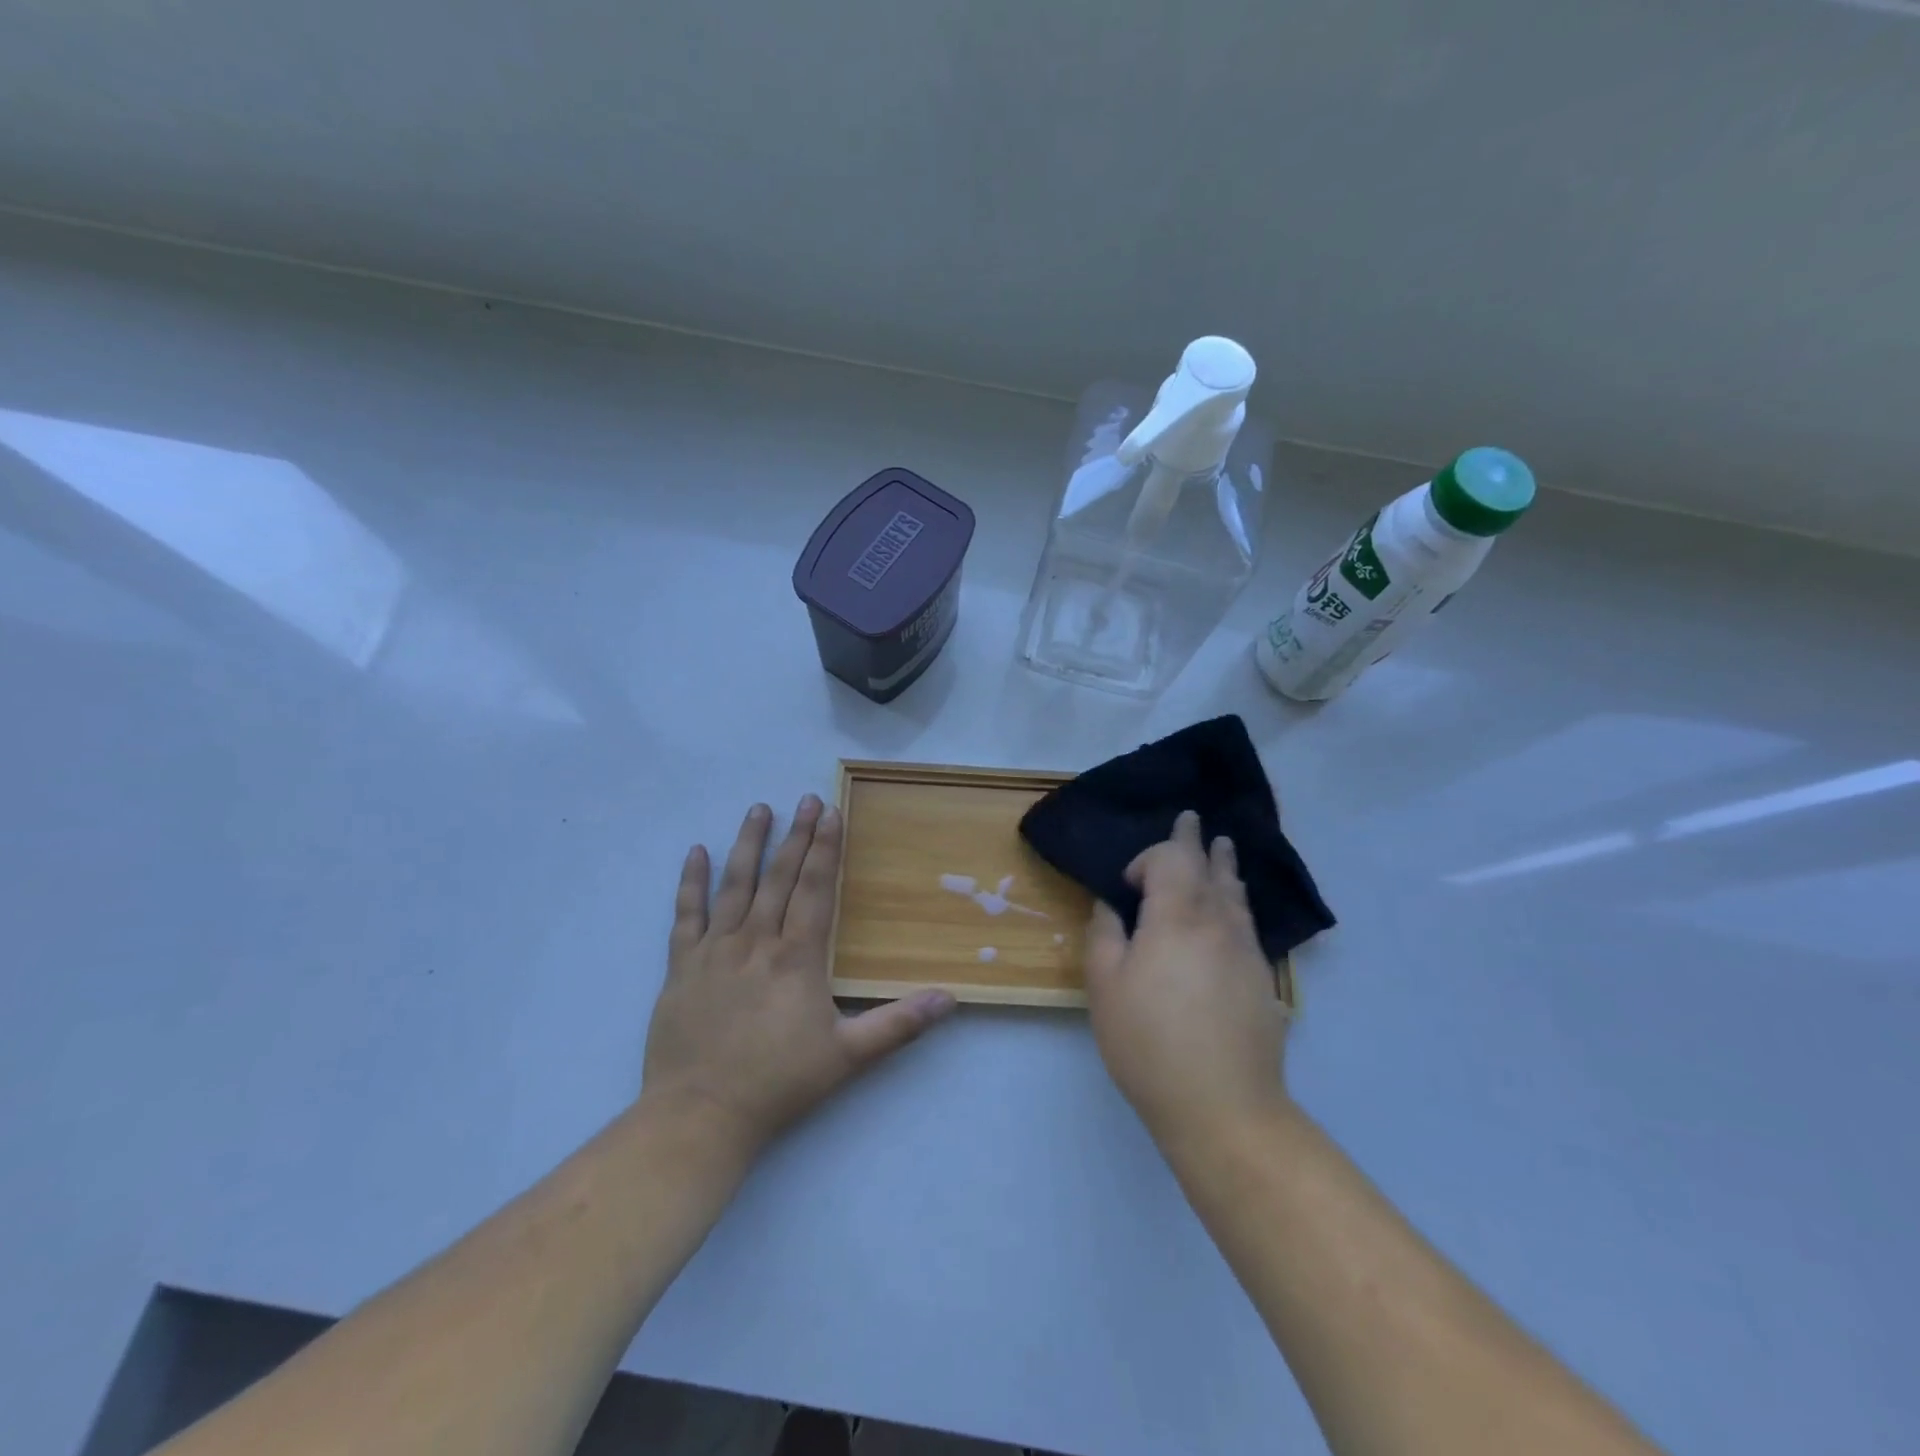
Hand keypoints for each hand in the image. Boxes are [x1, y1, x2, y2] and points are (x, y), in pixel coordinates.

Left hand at [641, 796, 956, 1159]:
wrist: (700, 1115)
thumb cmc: (779, 1083)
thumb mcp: (848, 1056)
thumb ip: (899, 1024)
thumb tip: (951, 999)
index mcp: (796, 957)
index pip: (815, 889)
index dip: (825, 849)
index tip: (831, 812)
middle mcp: (756, 941)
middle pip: (779, 877)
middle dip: (796, 836)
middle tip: (806, 799)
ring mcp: (715, 950)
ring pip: (734, 885)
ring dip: (748, 844)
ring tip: (759, 809)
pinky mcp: (682, 966)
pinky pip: (686, 915)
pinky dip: (691, 882)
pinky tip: (696, 852)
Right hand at [1084, 811, 1290, 1147]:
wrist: (1223, 1106)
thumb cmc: (1149, 1042)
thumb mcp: (1105, 987)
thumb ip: (1105, 935)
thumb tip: (1113, 907)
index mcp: (1177, 917)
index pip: (1170, 859)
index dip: (1150, 857)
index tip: (1130, 884)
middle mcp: (1218, 922)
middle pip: (1209, 867)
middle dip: (1196, 842)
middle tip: (1192, 819)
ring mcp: (1246, 950)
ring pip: (1235, 893)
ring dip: (1225, 866)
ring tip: (1223, 847)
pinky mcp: (1262, 979)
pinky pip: (1247, 921)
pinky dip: (1236, 900)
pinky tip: (1233, 908)